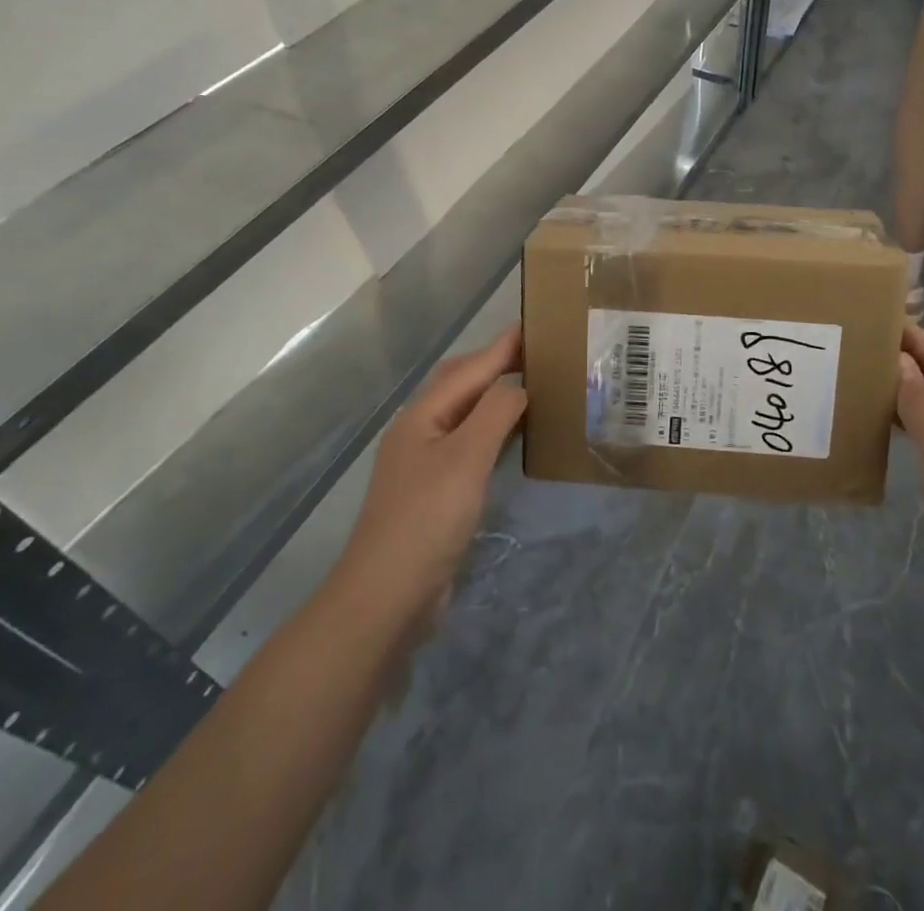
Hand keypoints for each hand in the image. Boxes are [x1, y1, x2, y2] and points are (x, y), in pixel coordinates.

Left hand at [335, 326, 525, 628]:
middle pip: (460, 384)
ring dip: (494, 395)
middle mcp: (420, 431)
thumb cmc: (427, 518)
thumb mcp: (466, 458)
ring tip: (531, 386)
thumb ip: (496, 412)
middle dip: (495, 363)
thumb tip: (519, 387)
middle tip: (537, 354)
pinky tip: (512, 438)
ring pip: (464, 414)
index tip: (536, 325)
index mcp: (422, 415)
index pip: (470, 369)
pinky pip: (468, 443)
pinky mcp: (434, 491)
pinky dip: (492, 429)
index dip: (503, 347)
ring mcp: (424, 463)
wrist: (386, 597)